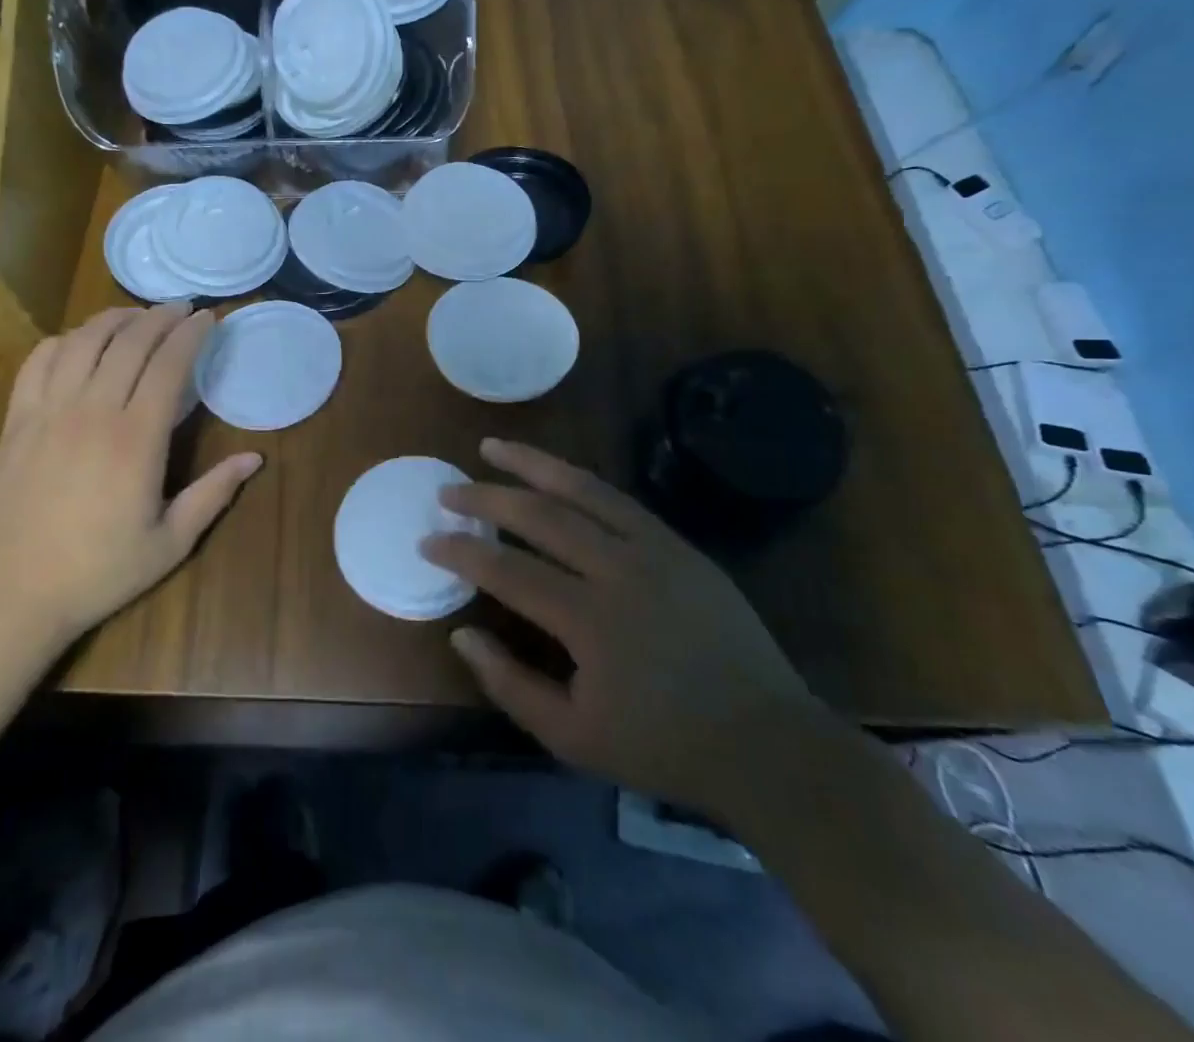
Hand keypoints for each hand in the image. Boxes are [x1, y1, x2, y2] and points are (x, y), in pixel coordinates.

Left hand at [0, 303, 260, 640]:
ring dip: (114, 319)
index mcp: (136, 439)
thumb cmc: (100, 570)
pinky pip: (40, 361)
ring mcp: (50, 411)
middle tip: (180, 308)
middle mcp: (93, 411)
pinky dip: (64, 340)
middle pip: (129, 342)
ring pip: (84, 342)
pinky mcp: (18, 419)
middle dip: (159, 317)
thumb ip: (214, 494)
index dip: (191, 334)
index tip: (208, 317)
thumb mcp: (171, 542)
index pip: (168, 365)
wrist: (15, 591)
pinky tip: (80, 341)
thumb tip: (255, 458)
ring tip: (136, 315)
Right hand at [424, 438, 818, 813]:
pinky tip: (555, 473)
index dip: (461, 551)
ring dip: (532, 464)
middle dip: (485, 497)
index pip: (507, 568)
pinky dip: (578, 480)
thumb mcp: (572, 737)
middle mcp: (620, 570)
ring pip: (582, 489)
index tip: (428, 539)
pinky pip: (618, 499)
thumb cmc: (662, 746)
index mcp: (590, 620)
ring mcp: (655, 550)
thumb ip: (510, 685)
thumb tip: (462, 634)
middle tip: (448, 491)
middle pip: (540, 514)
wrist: (766, 743)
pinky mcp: (679, 545)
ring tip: (493, 446)